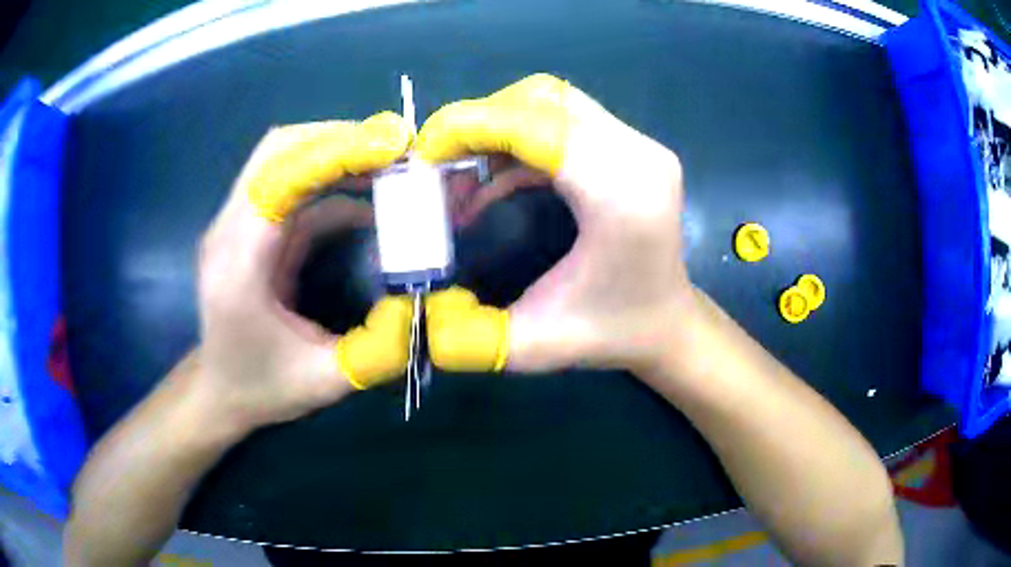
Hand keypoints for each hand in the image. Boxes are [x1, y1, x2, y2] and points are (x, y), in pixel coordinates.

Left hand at [196, 113, 412, 429]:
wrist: (219, 391)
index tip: (393, 147)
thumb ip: (376, 350)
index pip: (280, 176)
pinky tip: (368, 199)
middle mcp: (230, 230)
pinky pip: (293, 186)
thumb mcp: (323, 381)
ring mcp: (238, 224)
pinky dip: (332, 181)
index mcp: (238, 263)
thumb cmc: (261, 387)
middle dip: (340, 139)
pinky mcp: (253, 228)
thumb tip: (423, 306)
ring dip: (338, 154)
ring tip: (391, 165)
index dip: (335, 151)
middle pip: (278, 149)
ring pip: (285, 158)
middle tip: (396, 151)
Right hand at [417, 74, 693, 373]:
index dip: (472, 126)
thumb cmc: (613, 333)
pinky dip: (519, 137)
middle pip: (543, 100)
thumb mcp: (536, 346)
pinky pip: (564, 119)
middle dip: (479, 122)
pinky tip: (495, 179)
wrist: (668, 324)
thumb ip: (471, 337)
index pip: (538, 126)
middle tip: (439, 164)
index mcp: (622, 195)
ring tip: (462, 173)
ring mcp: (639, 145)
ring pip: (552, 101)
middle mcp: (637, 155)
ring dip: (498, 127)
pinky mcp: (632, 147)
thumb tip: (418, 311)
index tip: (424, 152)